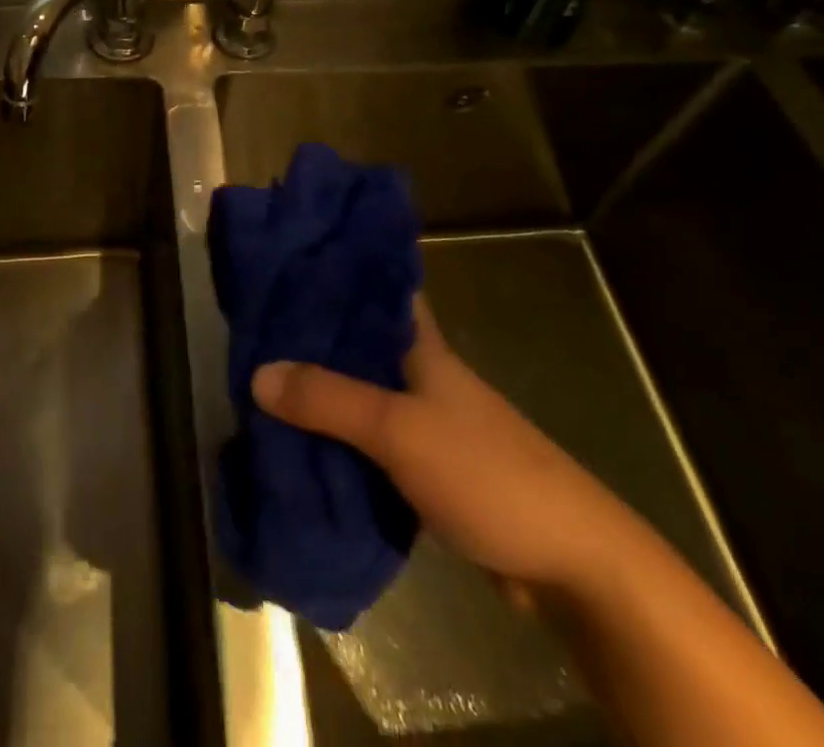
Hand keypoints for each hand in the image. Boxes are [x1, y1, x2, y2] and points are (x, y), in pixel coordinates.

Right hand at [252, 295, 633, 595]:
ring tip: (260, 380)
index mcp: (421, 345)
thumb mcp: (400, 429)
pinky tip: (298, 442)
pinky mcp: (425, 468)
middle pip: (357, 342)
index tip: (285, 259)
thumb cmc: (488, 472)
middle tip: (252, 326)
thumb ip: (330, 400)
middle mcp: (420, 373)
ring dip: (319, 391)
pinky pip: (368, 441)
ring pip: (360, 393)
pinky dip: (337, 439)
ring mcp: (424, 422)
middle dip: (310, 336)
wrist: (571, 564)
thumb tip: (257, 374)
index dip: (335, 269)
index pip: (376, 286)